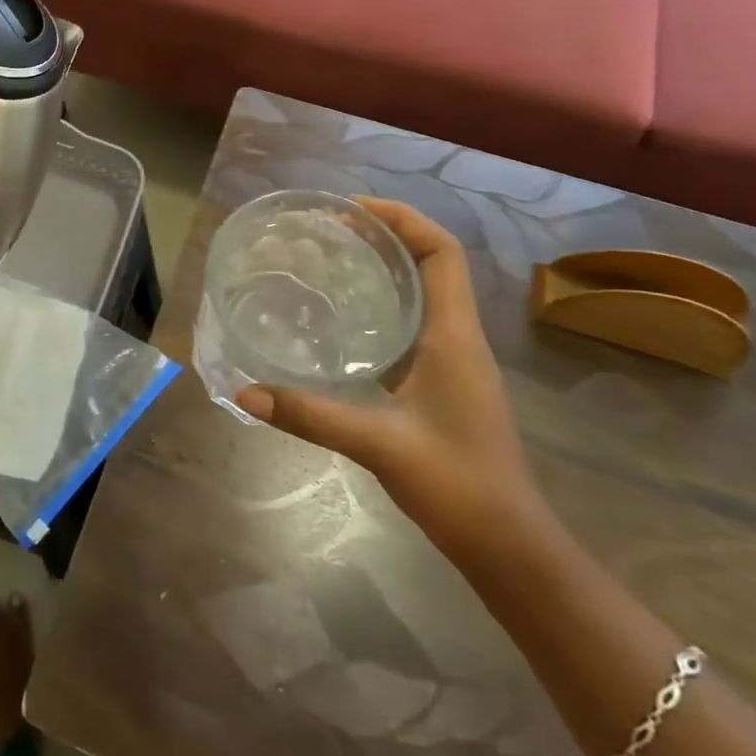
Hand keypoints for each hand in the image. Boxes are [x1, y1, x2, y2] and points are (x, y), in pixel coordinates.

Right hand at [234, 197, 548, 565]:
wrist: (510, 545)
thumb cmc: (457, 485)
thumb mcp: (377, 444)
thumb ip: (309, 415)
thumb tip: (246, 392)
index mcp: (453, 336)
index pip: (441, 252)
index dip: (402, 218)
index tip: (351, 209)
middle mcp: (458, 338)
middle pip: (431, 263)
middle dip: (385, 235)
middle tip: (327, 230)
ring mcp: (454, 362)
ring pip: (424, 293)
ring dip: (385, 268)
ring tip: (330, 261)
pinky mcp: (444, 383)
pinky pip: (414, 324)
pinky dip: (382, 306)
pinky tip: (342, 322)